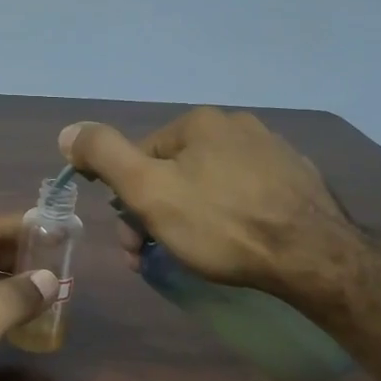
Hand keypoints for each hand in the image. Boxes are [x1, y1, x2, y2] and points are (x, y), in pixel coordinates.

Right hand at [60, 108, 351, 293]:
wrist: (312, 256)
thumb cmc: (220, 224)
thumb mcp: (147, 190)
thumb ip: (104, 155)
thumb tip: (68, 131)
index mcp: (198, 122)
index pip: (141, 159)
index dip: (128, 204)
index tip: (133, 247)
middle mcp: (237, 124)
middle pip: (176, 172)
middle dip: (158, 214)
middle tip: (158, 258)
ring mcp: (273, 149)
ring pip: (210, 183)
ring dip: (191, 216)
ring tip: (198, 255)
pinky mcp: (298, 178)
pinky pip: (247, 193)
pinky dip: (231, 214)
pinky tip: (238, 242)